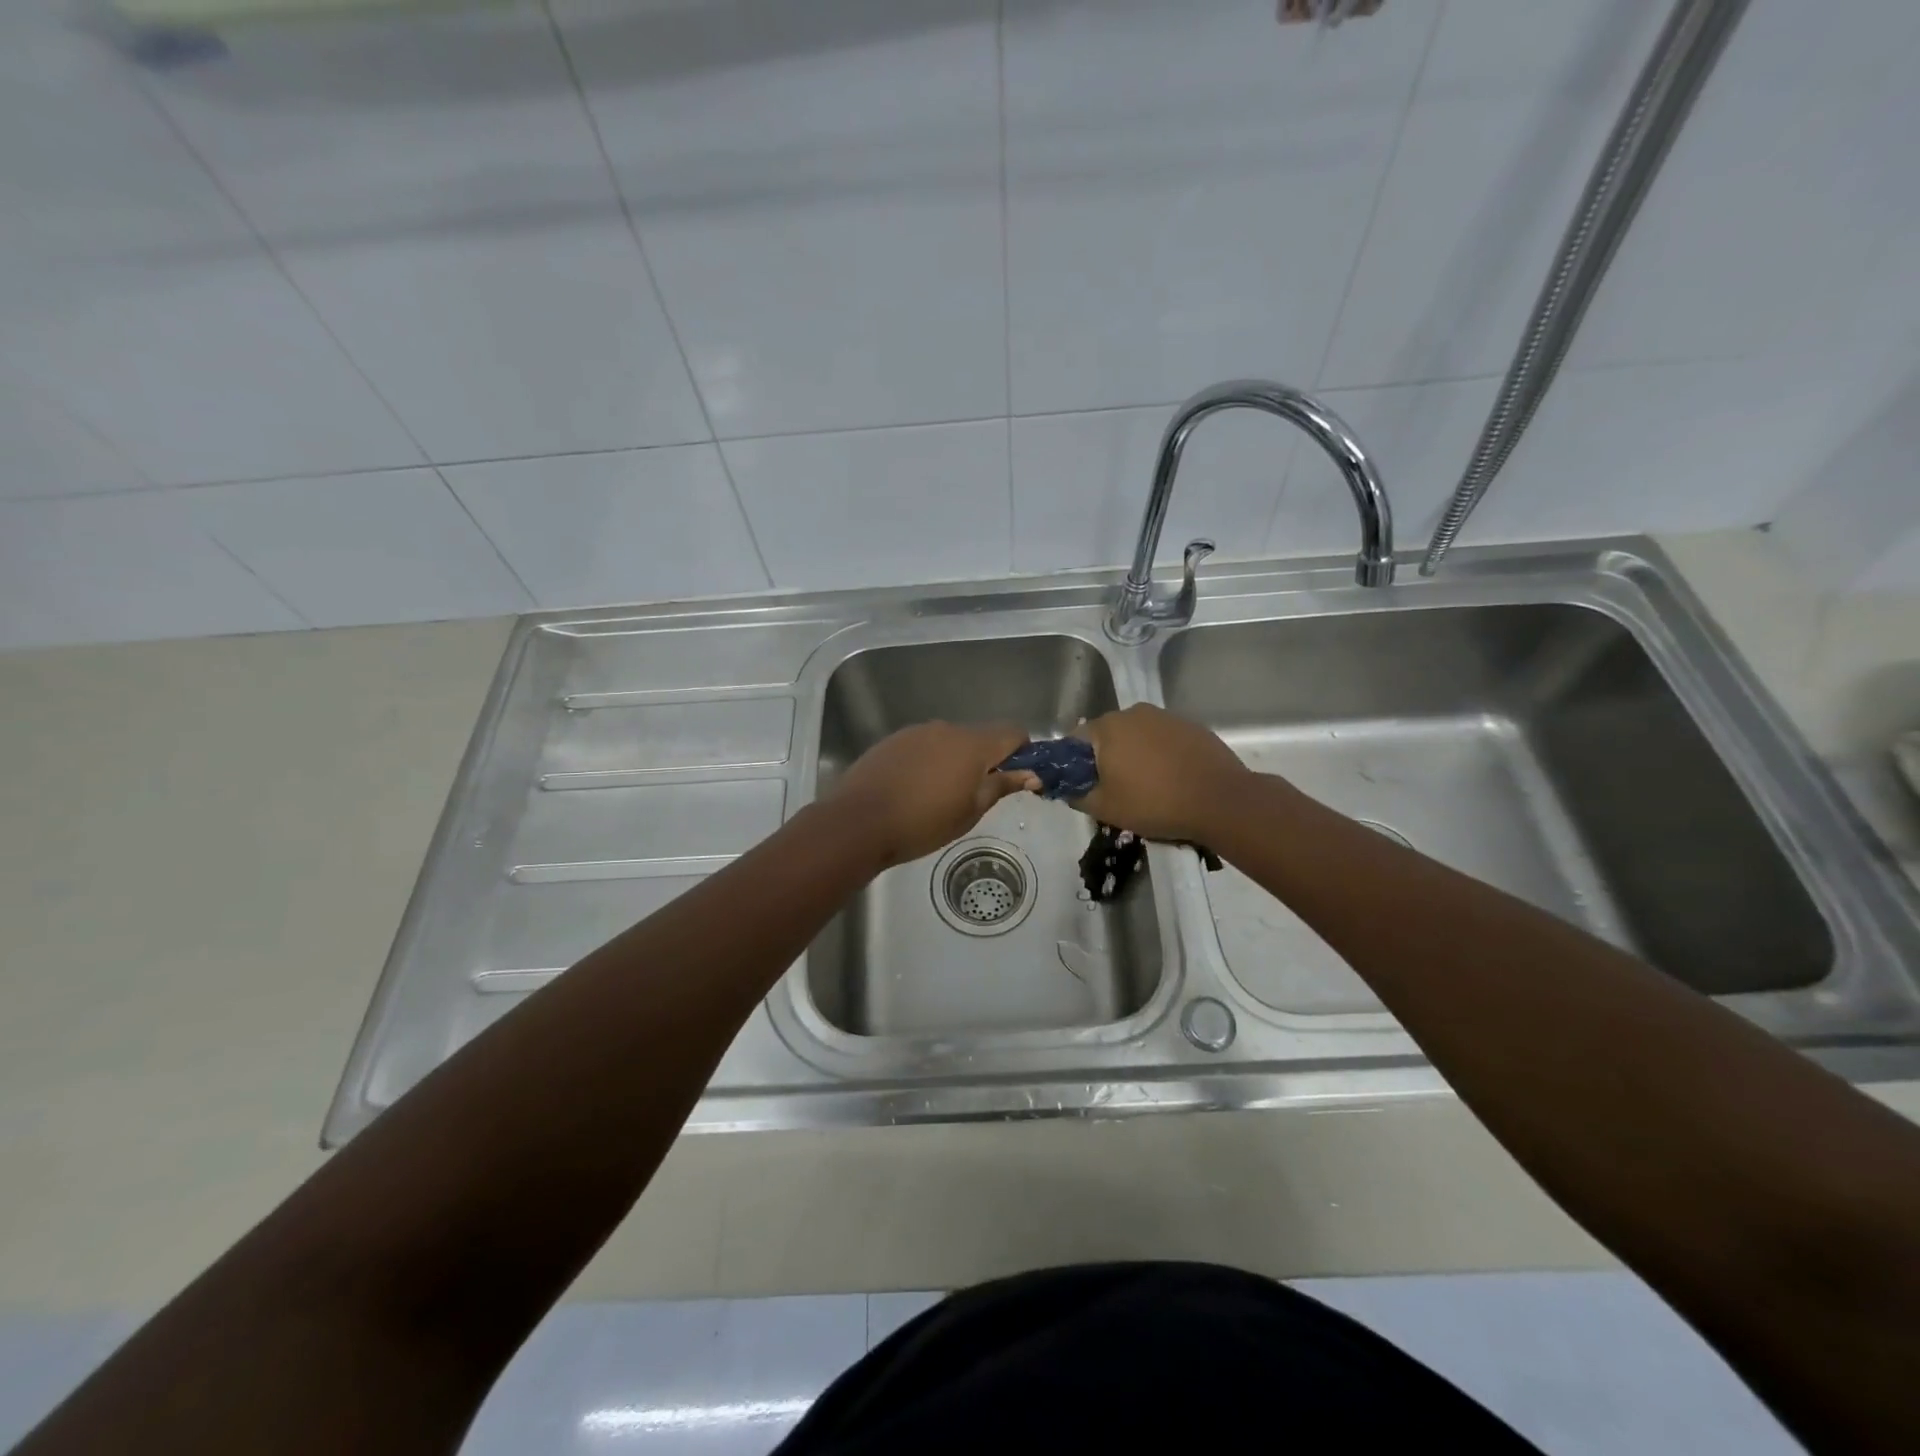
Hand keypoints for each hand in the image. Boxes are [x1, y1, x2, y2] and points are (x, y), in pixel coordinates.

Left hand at [828, 721, 1039, 868]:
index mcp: (973, 744)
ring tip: (941, 794)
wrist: (859, 821)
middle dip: (986, 759)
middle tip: (978, 794)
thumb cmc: (923, 823)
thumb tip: (1032, 774)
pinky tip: (915, 788)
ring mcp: (916, 732)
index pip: (1012, 732)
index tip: (1017, 777)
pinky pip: (924, 745)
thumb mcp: (970, 811)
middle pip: (980, 735)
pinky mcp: (893, 740)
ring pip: (950, 740)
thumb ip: (1001, 786)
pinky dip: (929, 760)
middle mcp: (947, 728)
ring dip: (956, 759)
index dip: (1022, 751)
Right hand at [1076, 704, 1248, 841]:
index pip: (1075, 739)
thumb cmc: (1154, 803)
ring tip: (1147, 786)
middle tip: (1115, 790)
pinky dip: (1161, 755)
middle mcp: (1134, 712)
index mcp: (1107, 727)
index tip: (1084, 786)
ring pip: (1137, 736)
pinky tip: (1172, 779)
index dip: (1074, 764)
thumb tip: (1067, 788)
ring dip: (1135, 756)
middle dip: (1106, 758)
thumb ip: (1076, 795)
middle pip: (1108, 735)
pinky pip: (1164, 739)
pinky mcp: (1192, 726)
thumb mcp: (1104, 808)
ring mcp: (1166, 717)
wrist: (1221, 801)